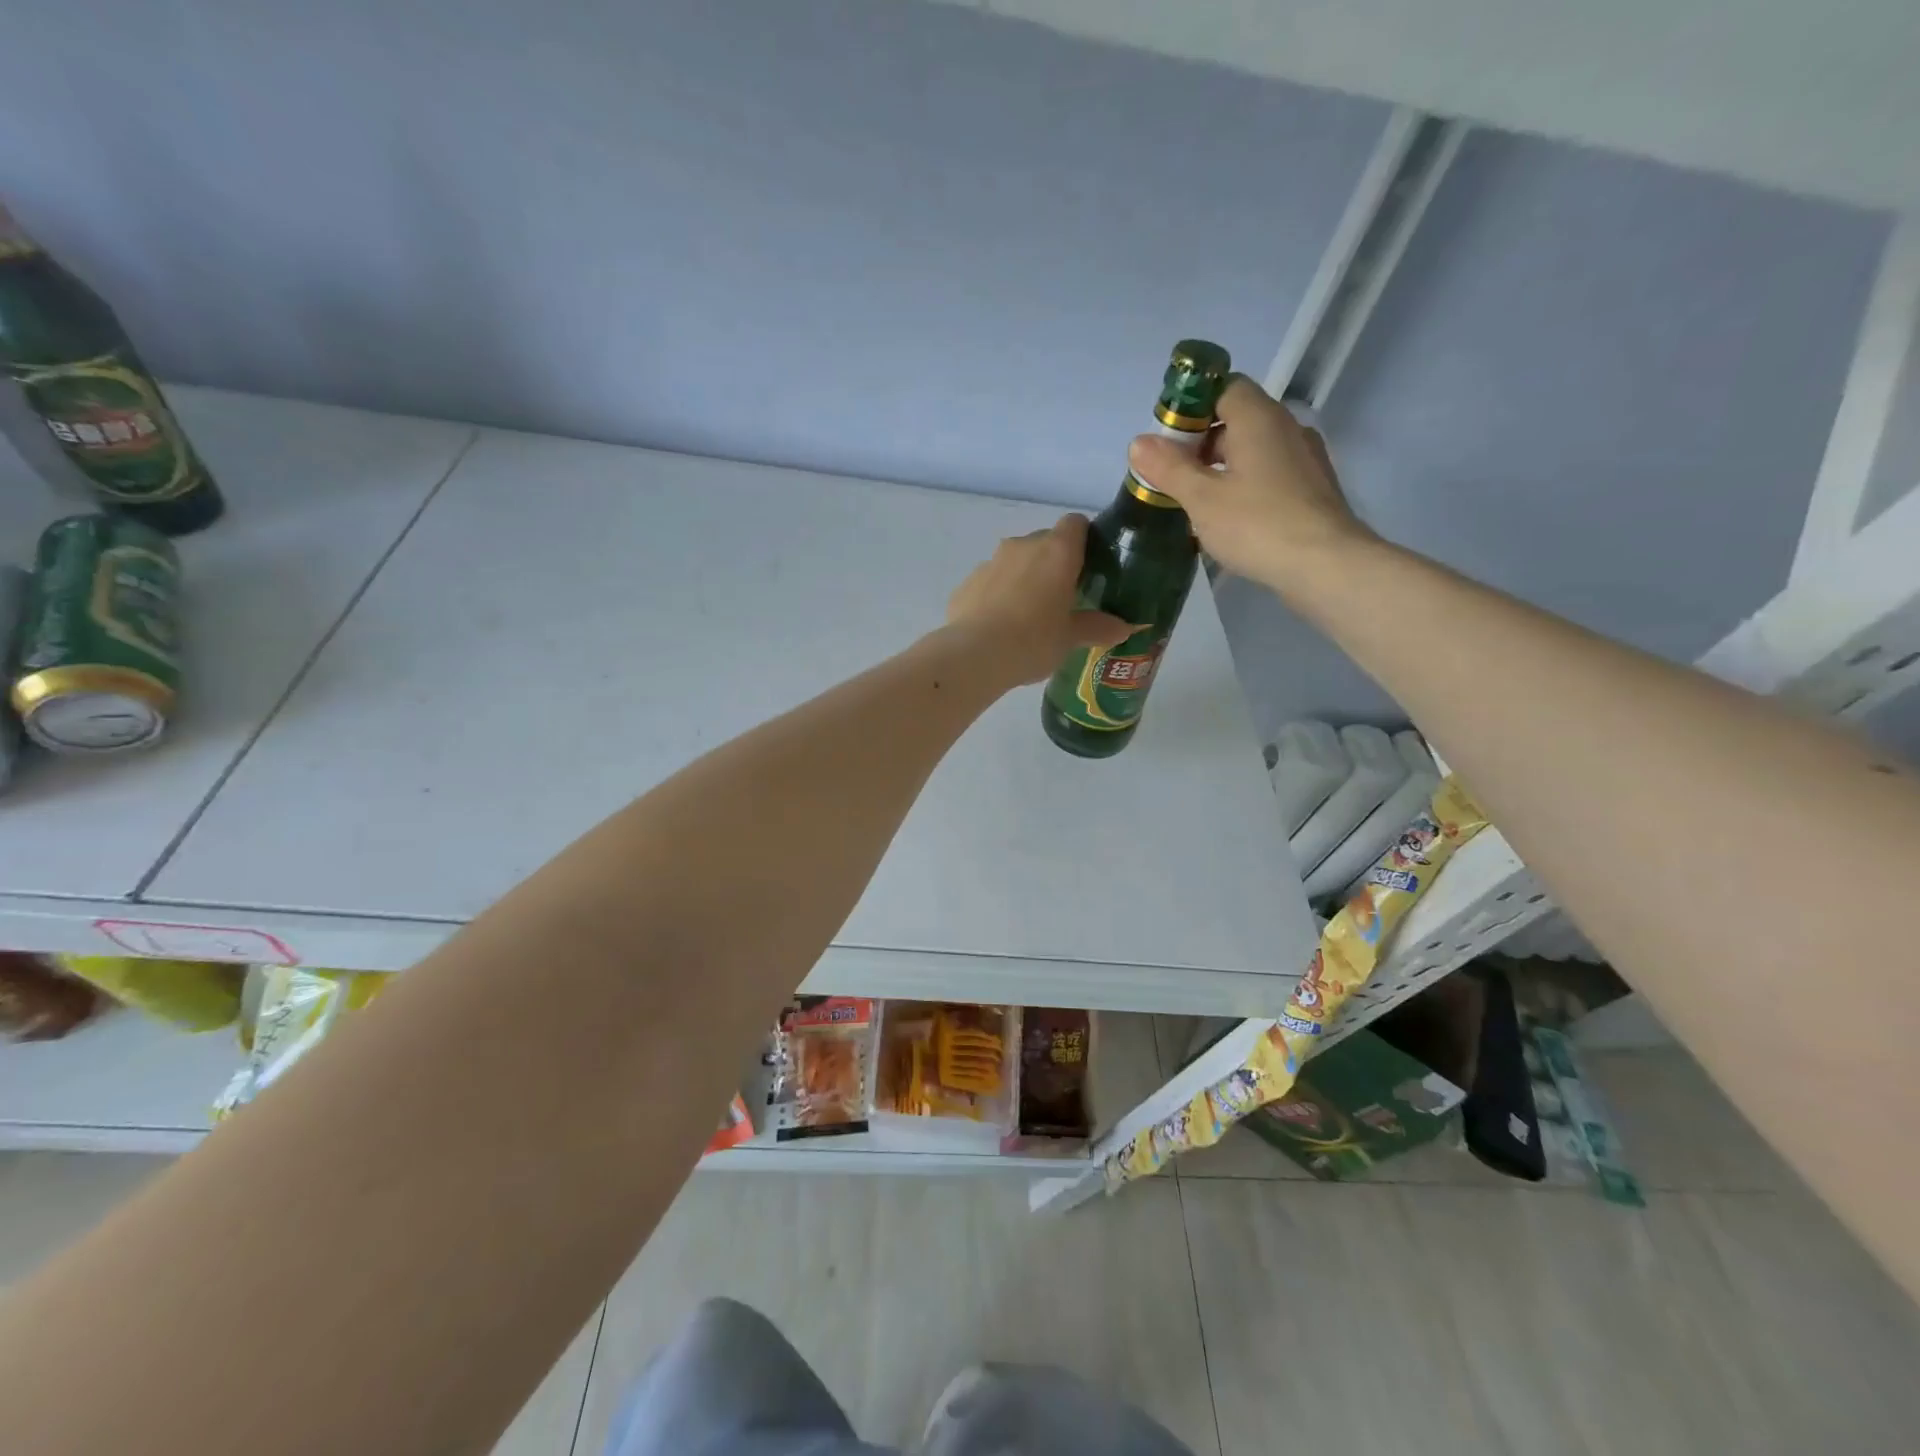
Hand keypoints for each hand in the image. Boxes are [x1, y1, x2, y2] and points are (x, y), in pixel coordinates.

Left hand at [945, 514, 1129, 684]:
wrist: (974, 655)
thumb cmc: (1033, 640)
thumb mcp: (1070, 638)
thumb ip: (1097, 627)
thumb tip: (1125, 628)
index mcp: (1057, 551)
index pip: (1075, 524)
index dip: (1084, 540)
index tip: (1089, 566)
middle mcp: (1023, 546)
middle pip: (1044, 542)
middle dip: (1053, 563)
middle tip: (1062, 598)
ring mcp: (990, 561)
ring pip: (1014, 561)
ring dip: (1023, 578)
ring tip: (1028, 615)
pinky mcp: (966, 582)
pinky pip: (990, 582)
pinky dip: (997, 595)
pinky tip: (999, 626)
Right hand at [1127, 375, 1377, 591]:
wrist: (1325, 565)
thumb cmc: (1257, 525)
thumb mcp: (1201, 499)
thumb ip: (1169, 468)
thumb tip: (1138, 442)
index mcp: (1258, 418)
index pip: (1223, 387)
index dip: (1191, 406)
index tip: (1167, 439)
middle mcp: (1286, 428)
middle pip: (1237, 419)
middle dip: (1201, 443)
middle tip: (1172, 476)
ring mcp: (1304, 458)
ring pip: (1253, 450)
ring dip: (1221, 468)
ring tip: (1195, 501)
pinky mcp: (1311, 489)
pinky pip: (1269, 474)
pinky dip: (1244, 486)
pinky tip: (1228, 518)